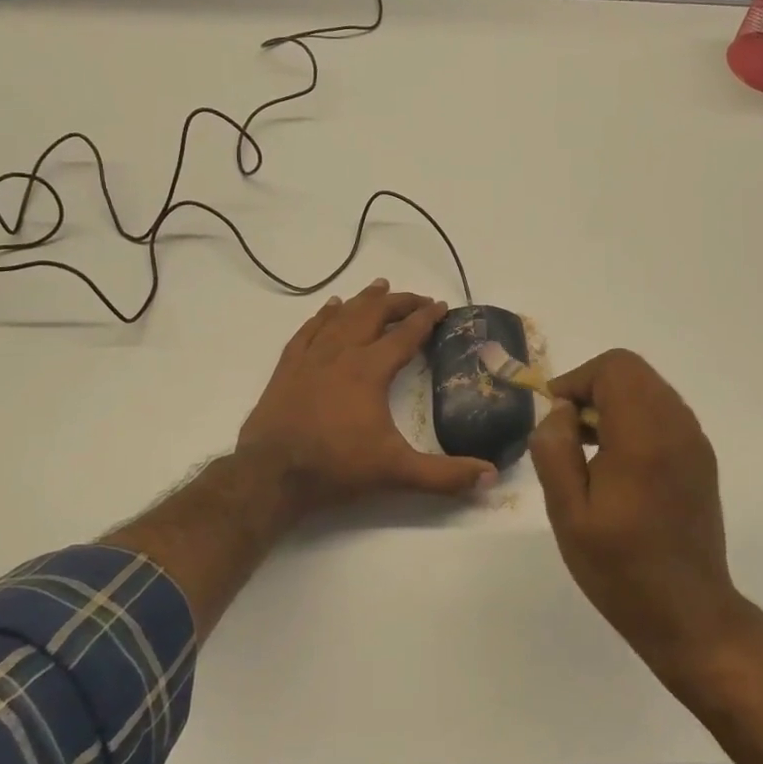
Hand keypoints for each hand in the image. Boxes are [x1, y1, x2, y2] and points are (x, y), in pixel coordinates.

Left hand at [239, 280, 496, 516]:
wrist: (271, 474)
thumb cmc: (336, 467)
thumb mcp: (396, 472)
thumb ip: (444, 475)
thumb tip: (491, 476)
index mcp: (370, 370)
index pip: (405, 335)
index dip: (426, 318)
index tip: (441, 306)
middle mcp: (341, 353)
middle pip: (373, 315)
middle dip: (398, 302)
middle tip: (417, 298)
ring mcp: (311, 357)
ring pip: (341, 316)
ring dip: (363, 300)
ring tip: (380, 286)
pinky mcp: (288, 366)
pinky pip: (309, 329)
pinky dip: (324, 314)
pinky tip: (330, 306)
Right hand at [529, 349, 745, 679]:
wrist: (688, 614)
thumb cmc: (620, 568)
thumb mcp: (568, 513)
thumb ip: (555, 450)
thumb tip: (561, 412)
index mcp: (644, 437)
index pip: (614, 368)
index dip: (577, 380)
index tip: (556, 419)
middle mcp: (677, 428)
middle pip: (632, 372)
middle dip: (592, 388)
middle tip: (568, 432)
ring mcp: (695, 443)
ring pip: (649, 389)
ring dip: (613, 403)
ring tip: (587, 449)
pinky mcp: (700, 459)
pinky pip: (663, 413)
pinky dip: (634, 419)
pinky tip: (616, 463)